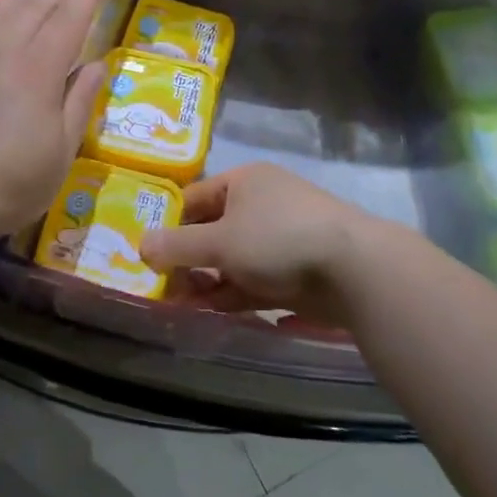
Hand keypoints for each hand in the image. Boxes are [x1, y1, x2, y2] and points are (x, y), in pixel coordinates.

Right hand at [138, 163, 366, 322]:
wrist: (356, 270)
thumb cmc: (277, 239)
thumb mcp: (219, 242)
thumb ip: (177, 247)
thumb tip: (140, 246)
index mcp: (244, 182)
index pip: (195, 198)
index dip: (170, 223)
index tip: (148, 252)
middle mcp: (263, 205)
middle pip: (214, 231)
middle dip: (189, 261)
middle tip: (164, 288)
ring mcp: (283, 239)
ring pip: (234, 260)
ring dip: (209, 283)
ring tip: (182, 307)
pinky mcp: (298, 271)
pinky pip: (257, 281)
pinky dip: (235, 295)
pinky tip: (214, 314)